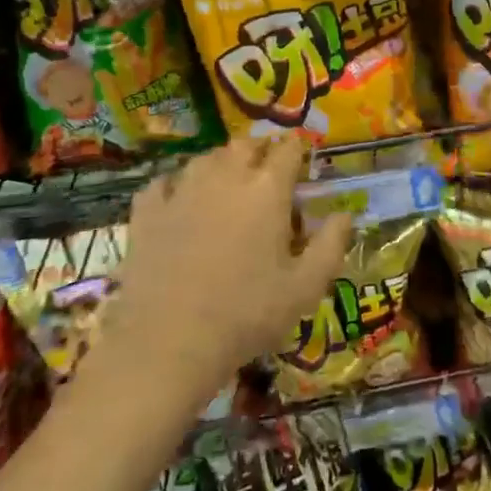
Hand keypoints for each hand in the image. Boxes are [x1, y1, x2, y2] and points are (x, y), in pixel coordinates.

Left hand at [94, 137, 352, 394]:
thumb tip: (344, 214)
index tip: (301, 160)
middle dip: (260, 150)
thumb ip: (332, 244)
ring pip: (205, 158)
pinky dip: (176, 185)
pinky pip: (163, 183)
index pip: (288, 149)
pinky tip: (180, 201)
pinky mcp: (146, 214)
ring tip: (228, 183)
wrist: (167, 345)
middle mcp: (226, 178)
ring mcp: (181, 192)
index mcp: (268, 190)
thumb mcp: (306, 287)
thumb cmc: (246, 315)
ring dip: (221, 163)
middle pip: (245, 145)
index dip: (297, 150)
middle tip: (267, 170)